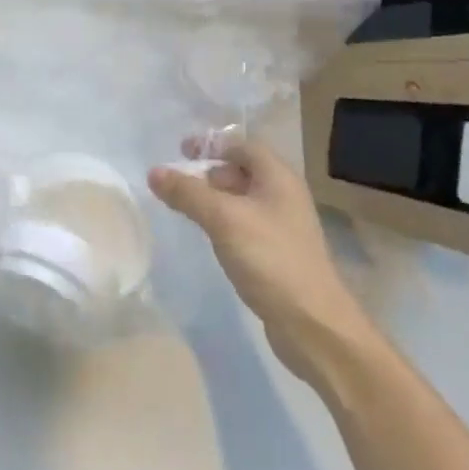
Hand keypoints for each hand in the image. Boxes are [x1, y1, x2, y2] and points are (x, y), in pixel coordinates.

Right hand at [148, 136, 372, 385]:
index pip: (243, 145)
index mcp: (278, 178)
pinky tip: (207, 236)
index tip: (180, 151)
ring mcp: (282, 227)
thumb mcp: (223, 219)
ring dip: (214, 198)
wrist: (313, 325)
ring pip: (242, 200)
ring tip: (184, 208)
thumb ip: (188, 193)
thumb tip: (154, 172)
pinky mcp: (277, 254)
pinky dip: (223, 222)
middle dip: (209, 172)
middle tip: (178, 182)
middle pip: (242, 171)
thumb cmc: (270, 259)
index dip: (212, 143)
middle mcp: (284, 196)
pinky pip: (244, 225)